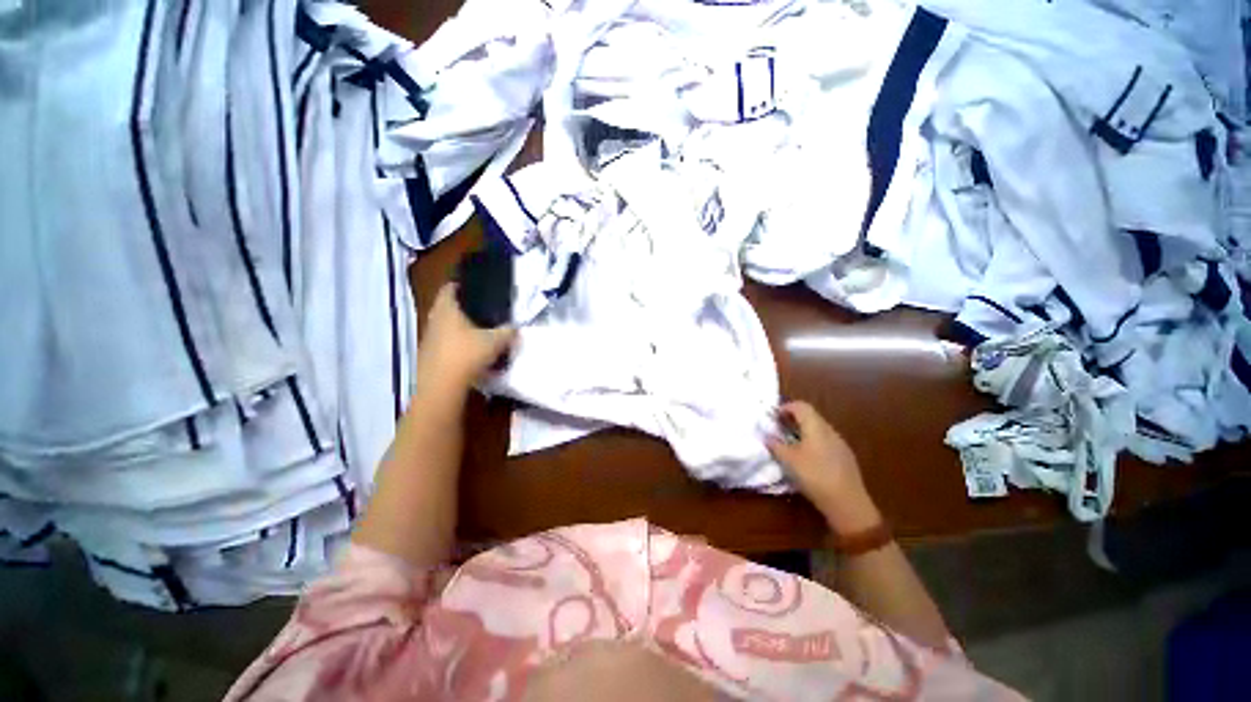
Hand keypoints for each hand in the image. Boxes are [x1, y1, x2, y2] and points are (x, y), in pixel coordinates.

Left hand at [417, 283, 515, 391]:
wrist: (441, 386)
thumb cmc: (467, 354)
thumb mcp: (496, 341)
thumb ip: (507, 332)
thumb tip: (516, 327)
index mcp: (447, 309)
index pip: (449, 289)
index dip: (460, 286)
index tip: (473, 288)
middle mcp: (434, 320)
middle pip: (446, 309)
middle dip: (462, 310)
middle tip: (481, 313)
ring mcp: (429, 339)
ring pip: (445, 328)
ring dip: (458, 330)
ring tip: (478, 334)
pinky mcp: (428, 357)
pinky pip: (444, 345)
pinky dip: (456, 346)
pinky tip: (470, 355)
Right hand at [767, 401, 880, 532]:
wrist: (847, 503)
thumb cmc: (814, 476)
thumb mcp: (788, 460)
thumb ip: (775, 445)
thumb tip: (766, 436)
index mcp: (816, 426)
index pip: (800, 406)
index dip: (785, 408)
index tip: (773, 417)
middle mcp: (829, 430)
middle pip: (810, 416)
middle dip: (793, 419)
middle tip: (778, 429)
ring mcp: (840, 444)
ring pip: (818, 429)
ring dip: (803, 431)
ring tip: (790, 444)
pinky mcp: (845, 457)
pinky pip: (825, 442)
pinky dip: (813, 442)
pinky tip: (808, 458)